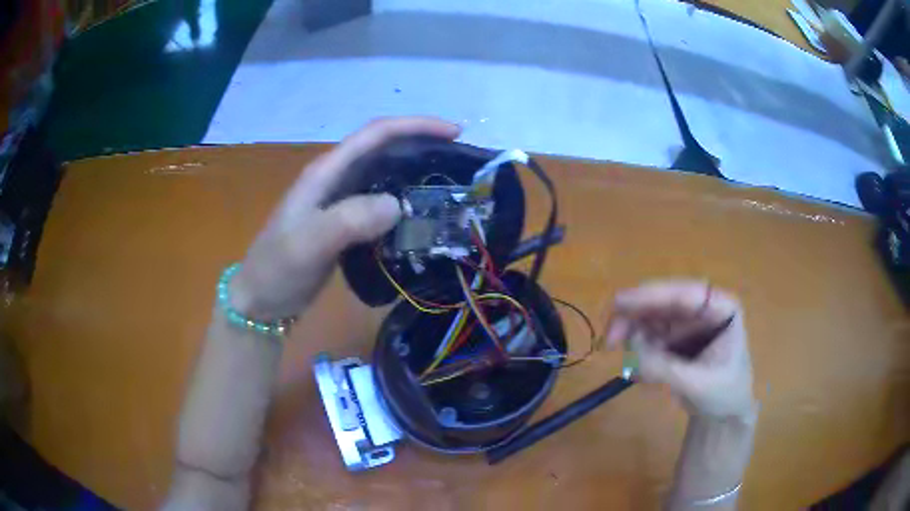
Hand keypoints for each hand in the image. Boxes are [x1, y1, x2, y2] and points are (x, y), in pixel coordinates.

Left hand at [230, 117, 460, 319]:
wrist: (261, 299)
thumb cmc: (278, 269)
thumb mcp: (308, 244)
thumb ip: (349, 221)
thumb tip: (398, 205)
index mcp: (326, 172)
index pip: (375, 134)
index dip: (415, 126)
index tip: (453, 133)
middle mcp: (335, 179)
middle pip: (383, 148)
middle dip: (422, 144)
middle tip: (460, 159)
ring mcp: (339, 201)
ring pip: (384, 174)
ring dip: (416, 171)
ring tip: (449, 182)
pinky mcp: (345, 222)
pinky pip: (381, 202)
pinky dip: (405, 201)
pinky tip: (421, 214)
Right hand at [606, 280, 754, 418]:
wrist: (724, 415)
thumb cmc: (724, 395)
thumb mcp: (698, 385)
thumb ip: (666, 369)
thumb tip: (630, 354)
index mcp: (722, 308)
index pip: (687, 294)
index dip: (653, 296)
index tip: (620, 303)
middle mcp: (702, 308)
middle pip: (663, 301)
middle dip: (634, 317)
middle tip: (609, 340)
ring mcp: (686, 322)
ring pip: (650, 316)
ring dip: (632, 336)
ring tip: (630, 367)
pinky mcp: (673, 337)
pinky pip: (647, 335)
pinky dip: (637, 352)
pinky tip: (639, 376)